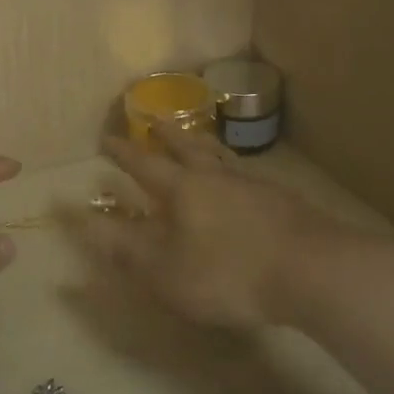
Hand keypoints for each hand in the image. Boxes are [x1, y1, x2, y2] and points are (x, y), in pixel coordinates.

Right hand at [79, 124, 347, 328]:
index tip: (107, 138)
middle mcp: (216, 177)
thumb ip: (123, 245)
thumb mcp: (164, 269)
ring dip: (204, 144)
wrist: (313, 271)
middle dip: (167, 135)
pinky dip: (236, 171)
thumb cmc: (228, 272)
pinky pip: (250, 176)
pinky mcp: (284, 201)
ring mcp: (254, 186)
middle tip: (156, 120)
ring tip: (199, 139)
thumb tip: (81, 218)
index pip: (144, 164)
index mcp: (182, 189)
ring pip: (222, 157)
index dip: (123, 153)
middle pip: (187, 147)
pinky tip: (244, 181)